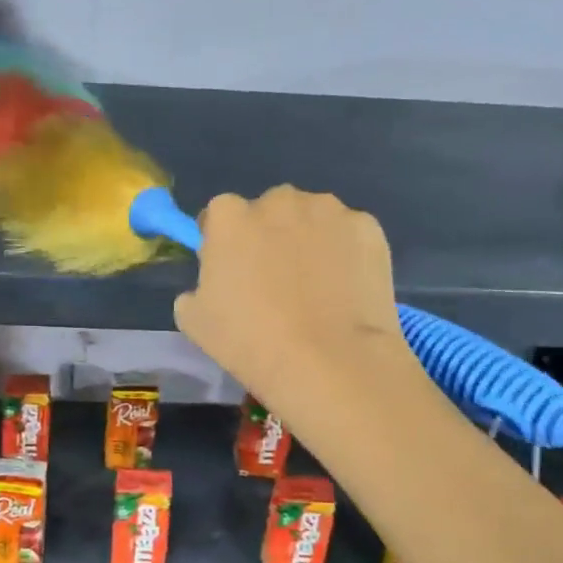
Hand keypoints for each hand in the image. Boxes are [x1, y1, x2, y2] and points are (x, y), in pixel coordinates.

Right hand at [172, 186, 412, 410]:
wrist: (330, 362)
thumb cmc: (251, 341)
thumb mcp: (195, 321)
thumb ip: (196, 289)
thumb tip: (210, 286)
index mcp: (230, 217)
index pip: (220, 213)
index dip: (224, 239)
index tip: (231, 268)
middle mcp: (278, 201)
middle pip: (269, 209)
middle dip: (269, 233)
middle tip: (276, 277)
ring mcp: (328, 210)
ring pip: (312, 216)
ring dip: (309, 238)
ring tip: (318, 284)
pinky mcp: (368, 227)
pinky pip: (349, 234)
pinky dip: (346, 252)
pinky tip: (347, 288)